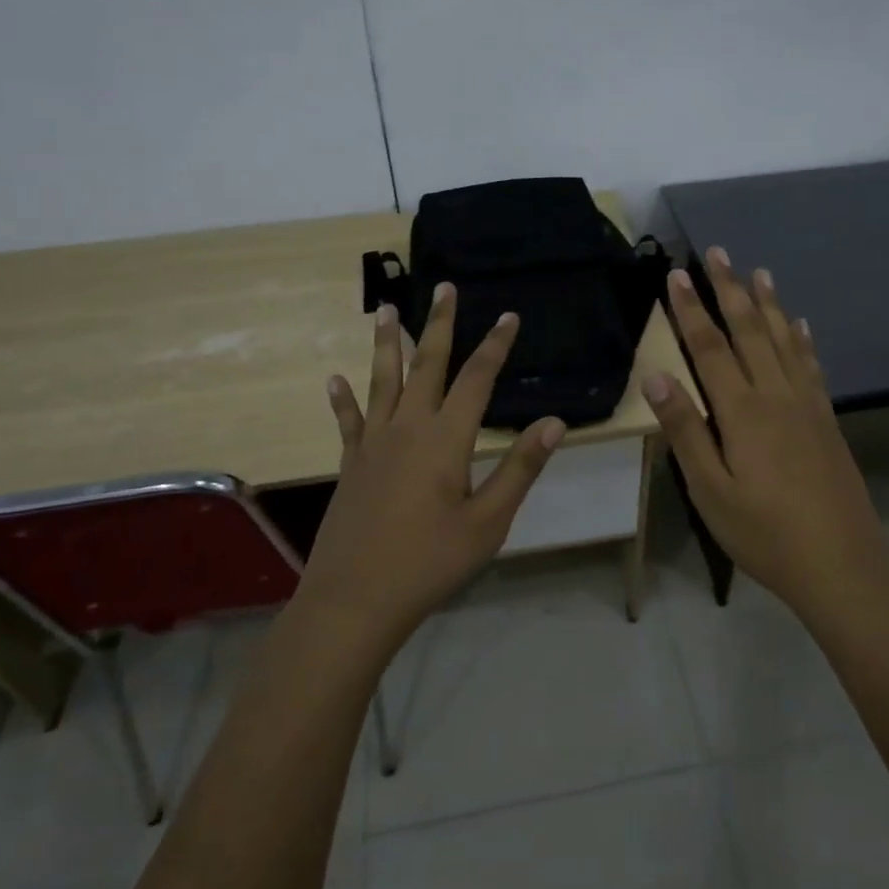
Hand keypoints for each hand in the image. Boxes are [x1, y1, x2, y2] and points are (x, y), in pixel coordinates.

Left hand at [297, 283, 565, 648]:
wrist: (355, 600)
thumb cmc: (429, 562)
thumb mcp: (488, 521)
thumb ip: (520, 468)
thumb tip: (554, 423)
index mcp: (445, 438)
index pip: (476, 379)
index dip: (495, 345)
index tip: (508, 316)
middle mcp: (407, 428)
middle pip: (426, 364)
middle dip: (439, 324)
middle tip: (444, 288)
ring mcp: (373, 443)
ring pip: (382, 380)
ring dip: (385, 342)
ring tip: (384, 309)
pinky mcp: (351, 463)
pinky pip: (348, 421)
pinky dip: (343, 399)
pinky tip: (334, 379)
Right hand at [642, 248, 888, 618]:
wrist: (843, 564)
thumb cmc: (765, 532)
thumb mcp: (710, 490)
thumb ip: (685, 430)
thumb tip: (656, 375)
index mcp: (742, 411)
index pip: (710, 347)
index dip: (691, 309)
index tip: (676, 274)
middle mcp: (776, 395)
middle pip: (750, 331)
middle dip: (730, 289)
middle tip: (718, 252)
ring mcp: (807, 404)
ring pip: (784, 340)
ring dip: (769, 303)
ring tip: (759, 272)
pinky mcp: (826, 419)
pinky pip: (812, 366)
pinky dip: (803, 339)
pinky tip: (801, 325)